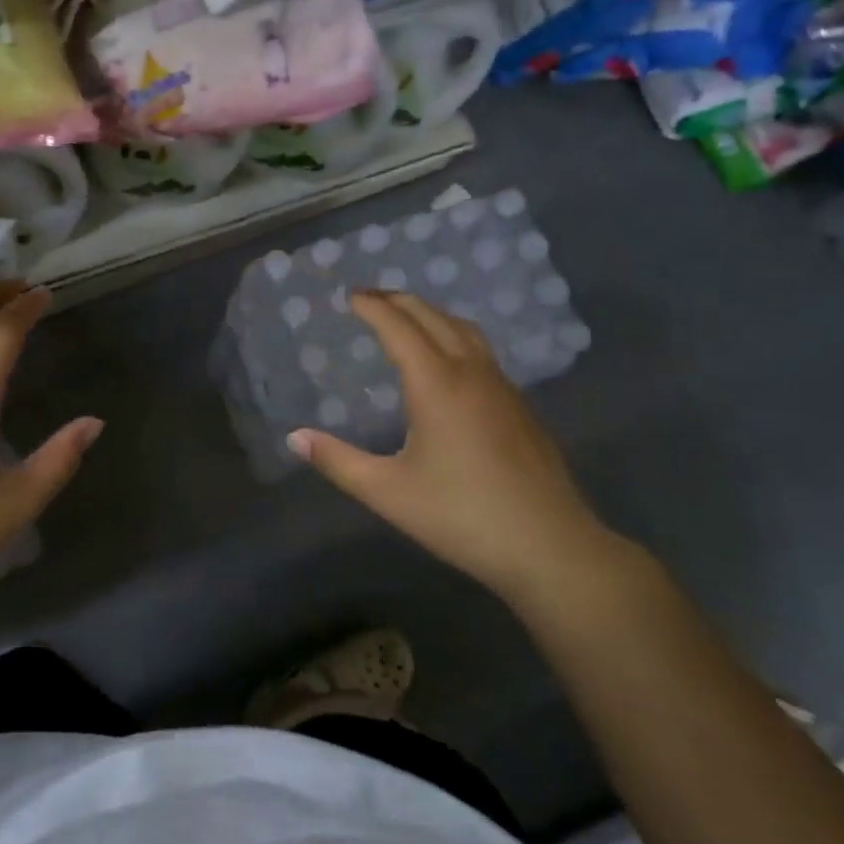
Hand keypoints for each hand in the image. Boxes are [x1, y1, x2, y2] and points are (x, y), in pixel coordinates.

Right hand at [288, 291, 620, 596]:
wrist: (550, 547)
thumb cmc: (461, 516)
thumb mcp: (388, 492)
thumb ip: (338, 461)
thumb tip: (294, 437)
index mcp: (437, 385)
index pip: (399, 328)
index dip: (373, 308)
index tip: (351, 296)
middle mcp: (471, 374)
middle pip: (434, 319)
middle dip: (400, 301)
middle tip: (372, 298)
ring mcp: (503, 388)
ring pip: (464, 331)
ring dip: (431, 315)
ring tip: (407, 318)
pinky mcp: (520, 407)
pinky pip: (481, 352)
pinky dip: (454, 336)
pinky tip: (448, 362)